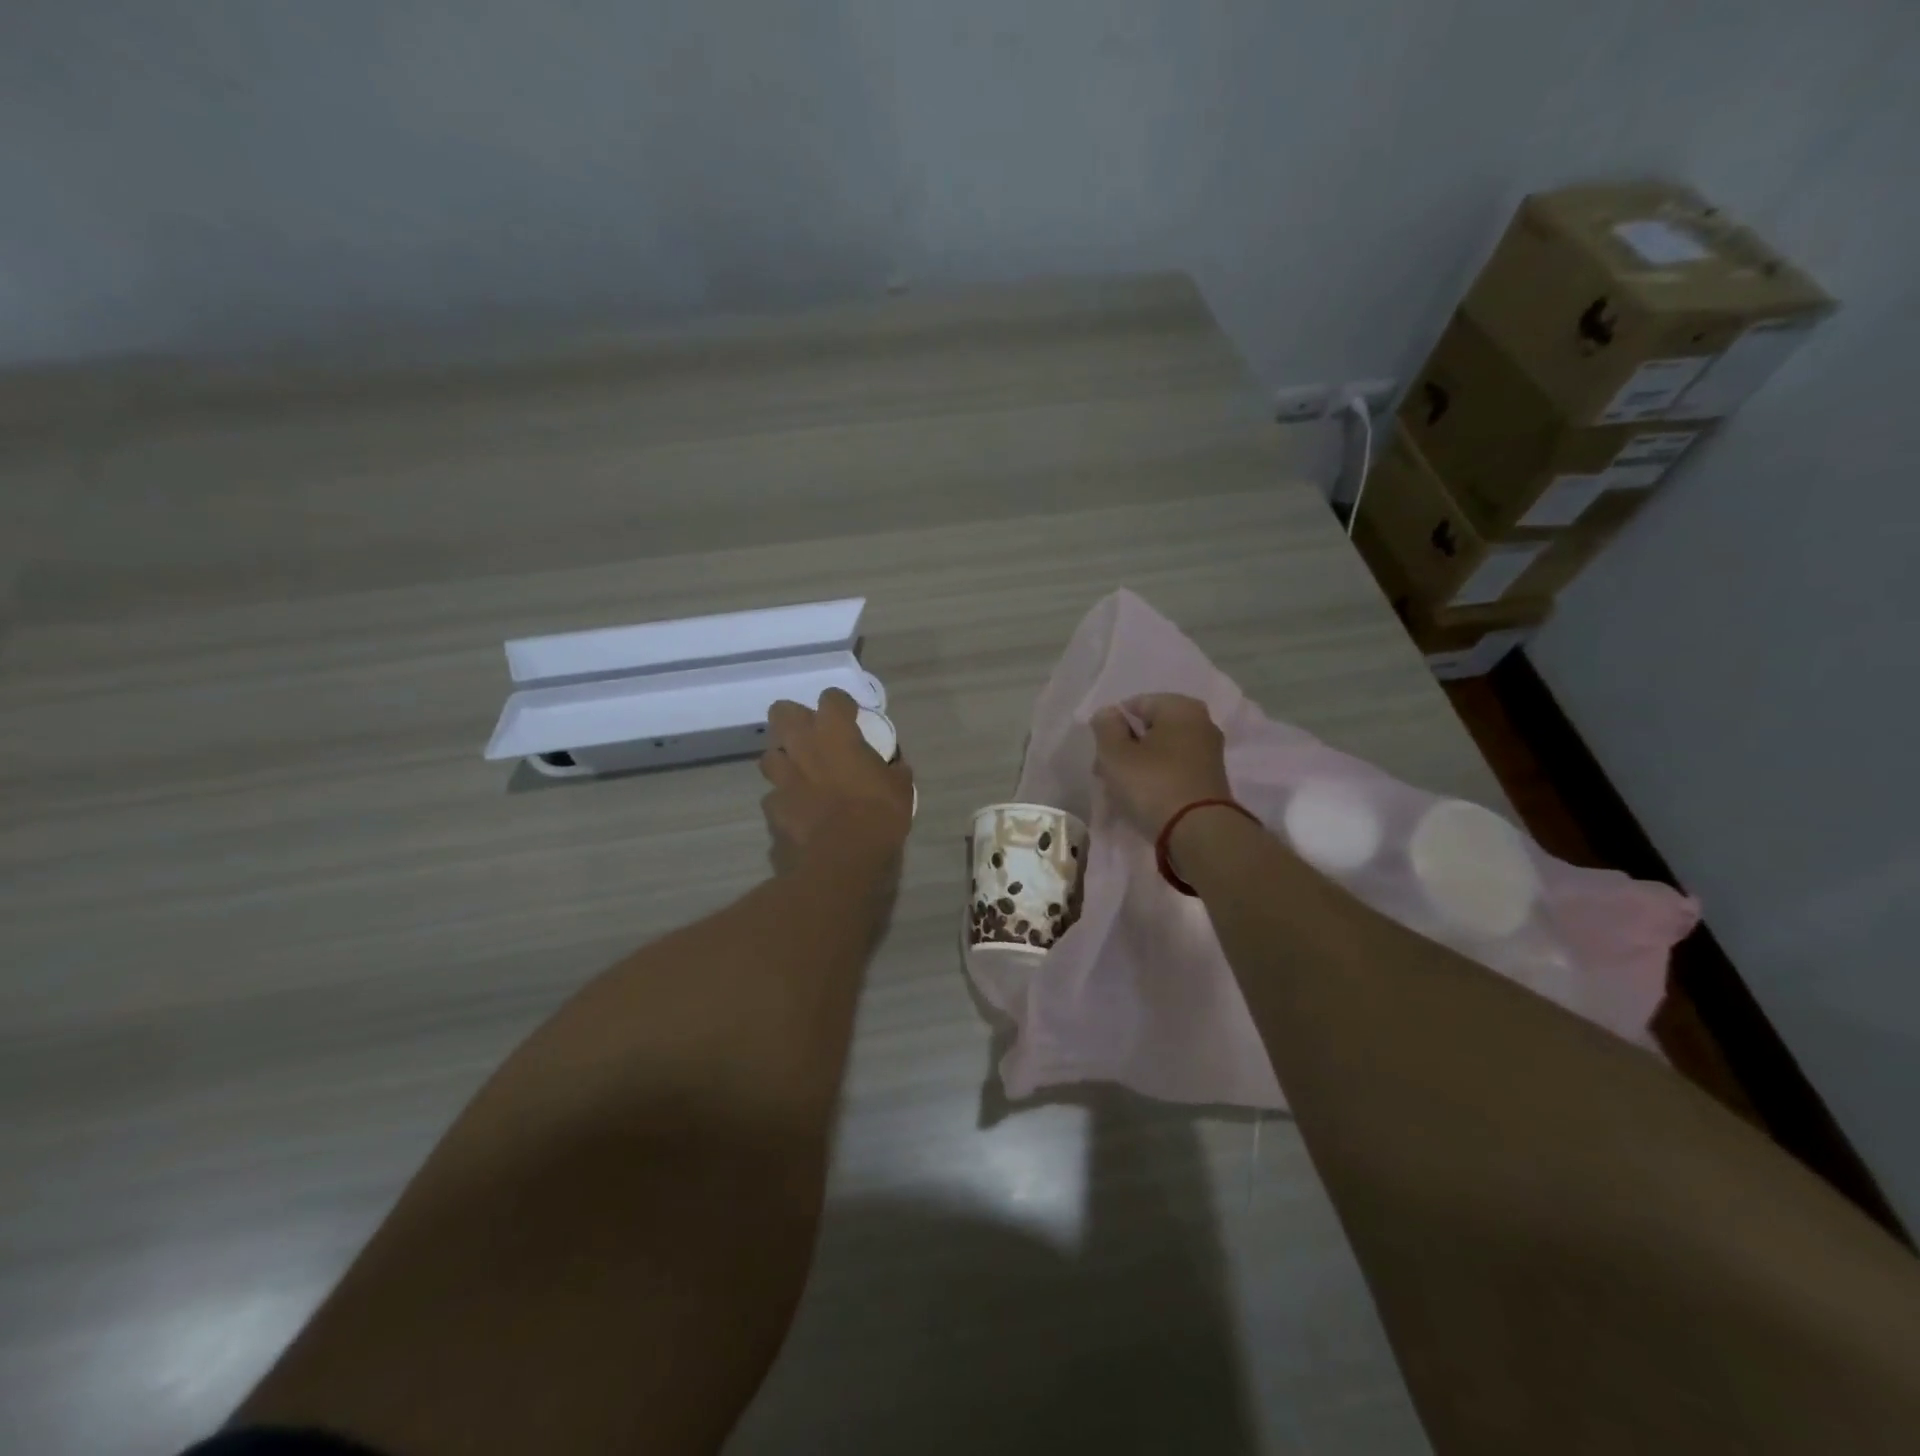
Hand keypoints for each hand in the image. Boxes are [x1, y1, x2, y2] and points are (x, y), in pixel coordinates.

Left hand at [760, 689, 913, 871]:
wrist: (840, 862)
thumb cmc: (878, 817)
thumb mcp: (900, 790)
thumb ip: (893, 772)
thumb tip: (895, 768)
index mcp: (836, 735)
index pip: (831, 698)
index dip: (840, 705)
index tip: (850, 717)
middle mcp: (802, 747)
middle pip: (782, 712)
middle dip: (794, 720)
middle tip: (813, 738)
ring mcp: (781, 779)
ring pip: (769, 755)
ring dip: (783, 761)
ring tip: (800, 775)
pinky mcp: (771, 809)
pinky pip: (773, 797)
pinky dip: (784, 802)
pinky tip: (798, 814)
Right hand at [1090, 694, 1233, 839]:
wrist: (1199, 833)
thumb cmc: (1152, 785)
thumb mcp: (1115, 754)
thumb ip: (1106, 727)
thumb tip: (1109, 714)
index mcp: (1181, 707)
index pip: (1135, 705)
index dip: (1112, 728)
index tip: (1102, 754)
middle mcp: (1201, 723)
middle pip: (1149, 729)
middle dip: (1125, 748)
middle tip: (1108, 774)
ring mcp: (1209, 753)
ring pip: (1160, 751)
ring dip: (1139, 766)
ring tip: (1122, 791)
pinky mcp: (1210, 780)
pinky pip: (1173, 770)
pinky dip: (1156, 779)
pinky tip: (1143, 799)